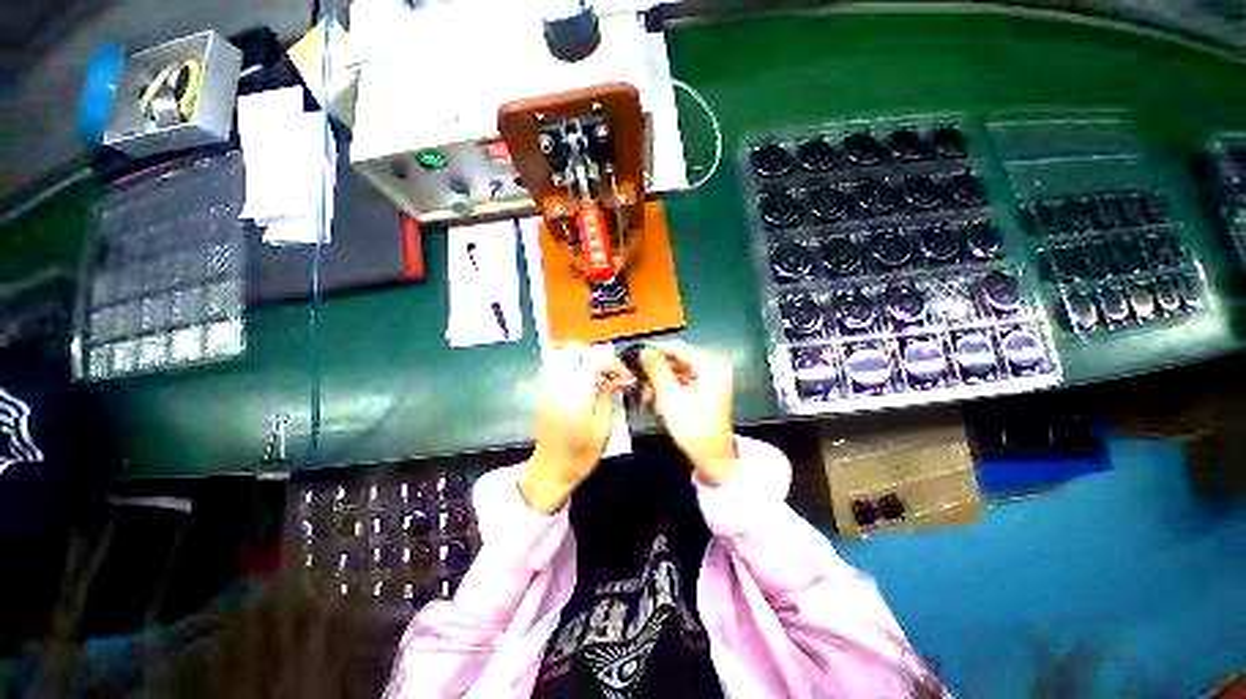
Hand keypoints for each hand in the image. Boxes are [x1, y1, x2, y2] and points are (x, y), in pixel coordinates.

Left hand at [521, 344, 634, 513]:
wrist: (550, 471)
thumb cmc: (580, 456)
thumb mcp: (602, 428)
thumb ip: (607, 397)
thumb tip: (618, 378)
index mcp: (573, 397)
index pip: (593, 362)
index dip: (614, 364)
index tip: (627, 377)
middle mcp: (557, 386)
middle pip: (576, 353)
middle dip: (600, 357)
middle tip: (615, 372)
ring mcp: (548, 388)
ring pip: (565, 356)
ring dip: (586, 359)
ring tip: (603, 373)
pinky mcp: (545, 392)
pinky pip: (559, 367)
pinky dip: (575, 365)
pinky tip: (588, 379)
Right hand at [638, 341, 738, 485]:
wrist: (711, 459)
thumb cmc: (694, 429)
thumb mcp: (670, 397)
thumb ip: (657, 371)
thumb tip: (645, 351)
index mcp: (712, 368)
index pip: (680, 349)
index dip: (658, 350)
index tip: (639, 354)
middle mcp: (715, 370)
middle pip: (679, 361)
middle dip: (658, 372)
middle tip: (640, 380)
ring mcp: (712, 381)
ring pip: (679, 373)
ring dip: (661, 382)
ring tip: (647, 395)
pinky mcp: (707, 392)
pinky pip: (684, 383)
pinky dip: (670, 389)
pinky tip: (657, 400)